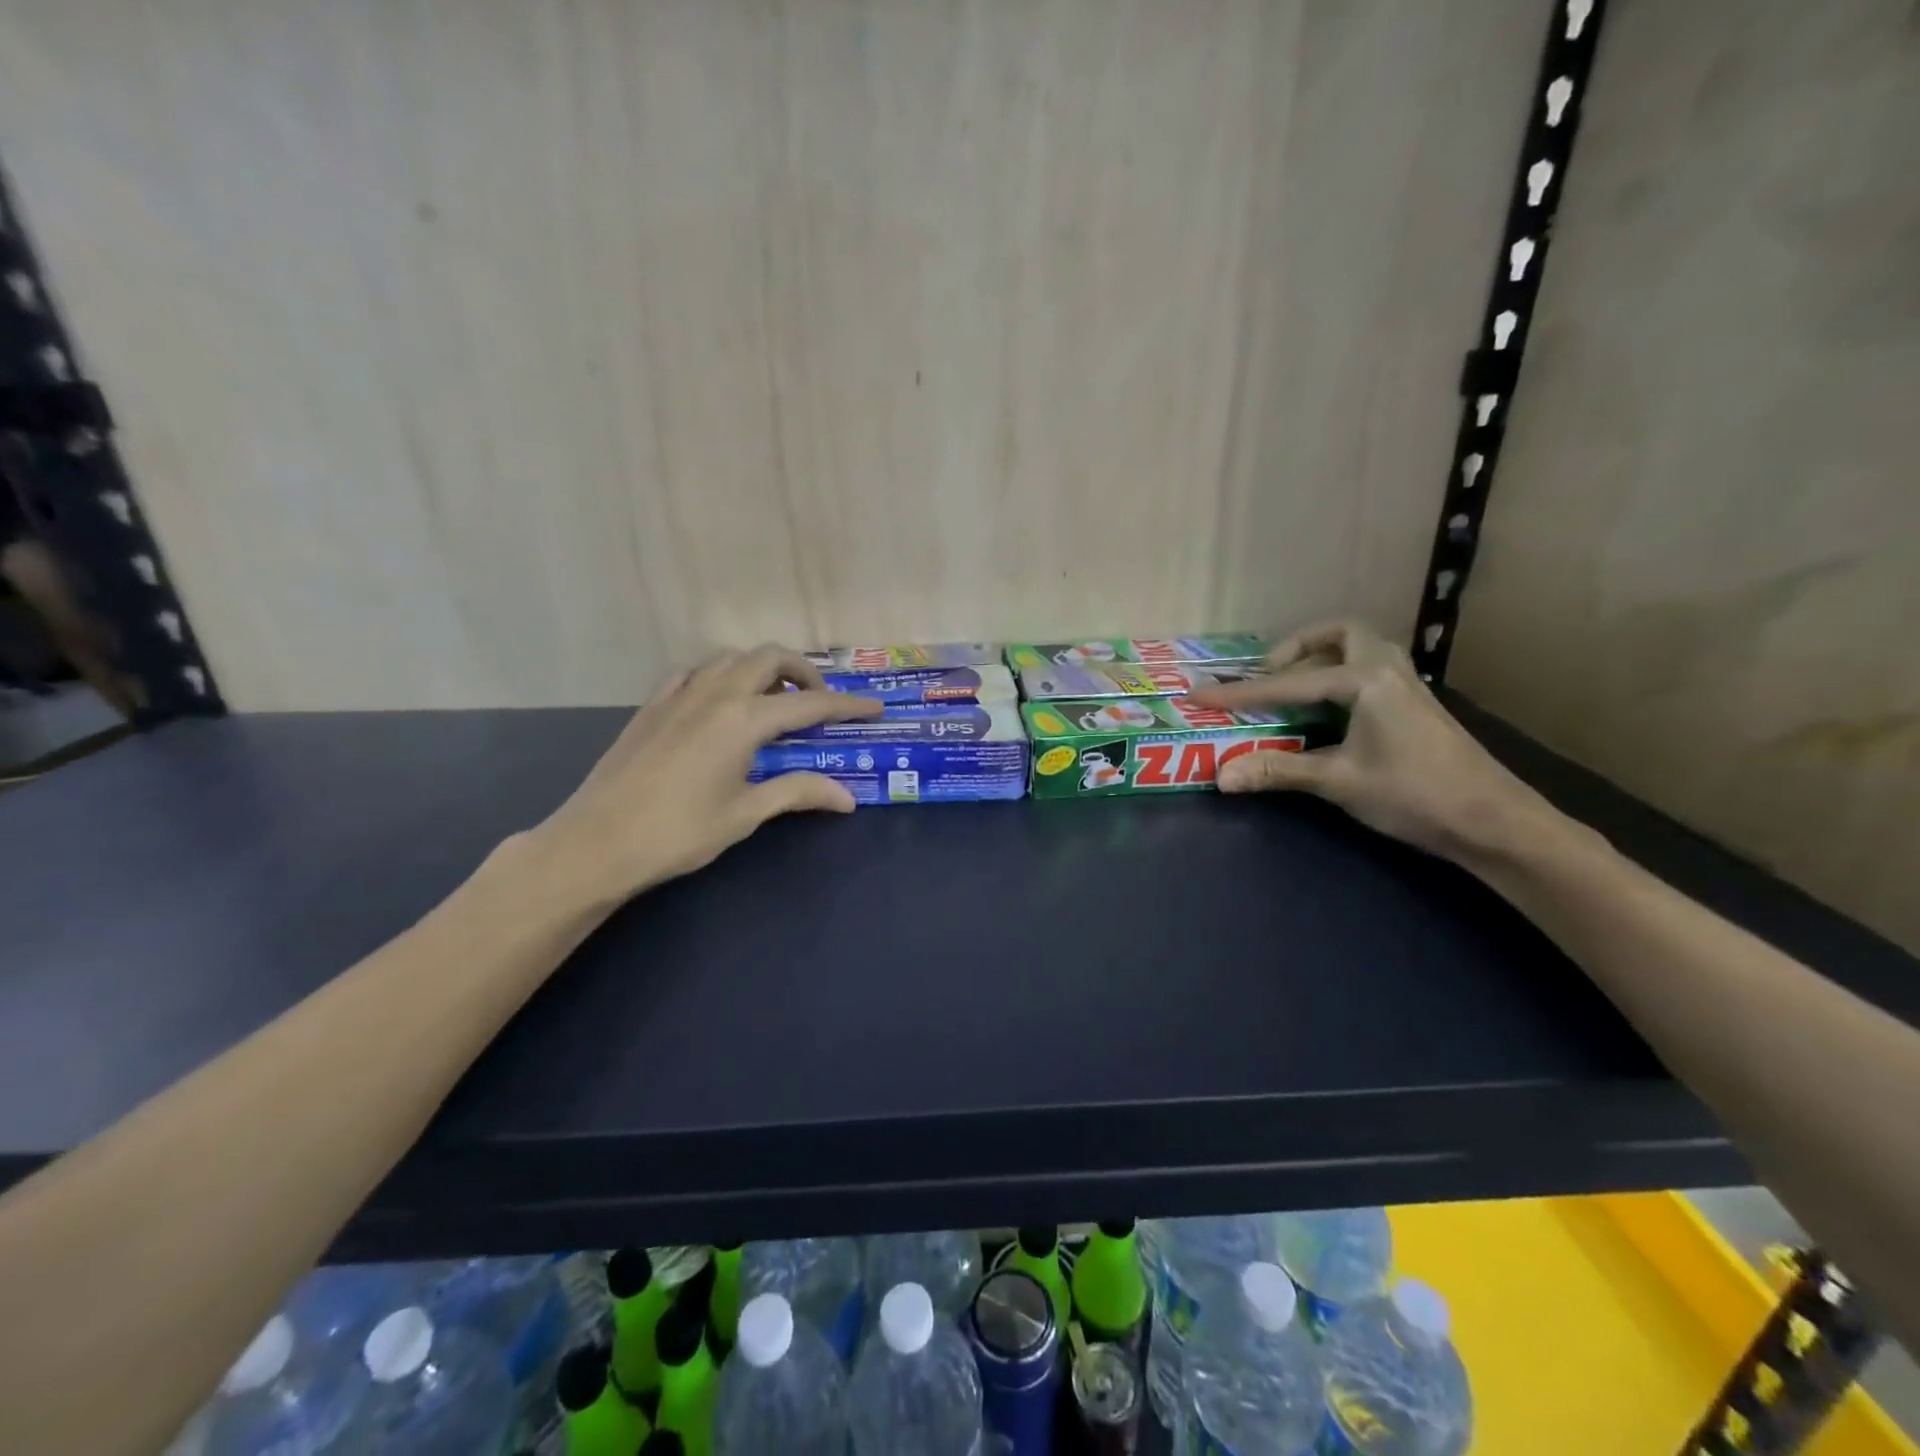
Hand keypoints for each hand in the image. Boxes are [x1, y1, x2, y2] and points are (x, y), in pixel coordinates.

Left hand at [531, 646, 880, 904]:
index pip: (810, 705)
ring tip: (774, 701)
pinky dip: (719, 676)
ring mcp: (679, 695)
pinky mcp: (652, 706)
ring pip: (730, 658)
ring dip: (761, 669)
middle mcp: (715, 694)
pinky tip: (719, 703)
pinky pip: (693, 672)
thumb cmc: (678, 832)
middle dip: (804, 672)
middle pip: (770, 658)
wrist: (596, 843)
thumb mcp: (746, 814)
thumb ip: (798, 792)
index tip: (874, 708)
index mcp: (743, 720)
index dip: (847, 706)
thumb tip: (847, 797)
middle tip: (819, 704)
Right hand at [1185, 621, 1559, 861]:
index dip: (1239, 693)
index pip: (1287, 684)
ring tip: (1295, 688)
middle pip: (1340, 634)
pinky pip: (1371, 670)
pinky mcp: (1416, 706)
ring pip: (1361, 649)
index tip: (1198, 694)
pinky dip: (1341, 677)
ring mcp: (1407, 686)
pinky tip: (1330, 712)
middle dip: (1298, 647)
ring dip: (1323, 658)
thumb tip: (1221, 775)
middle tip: (1270, 674)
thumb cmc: (1415, 794)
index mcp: (1365, 680)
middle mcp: (1388, 670)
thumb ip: (1279, 770)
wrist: (1493, 821)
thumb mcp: (1339, 782)